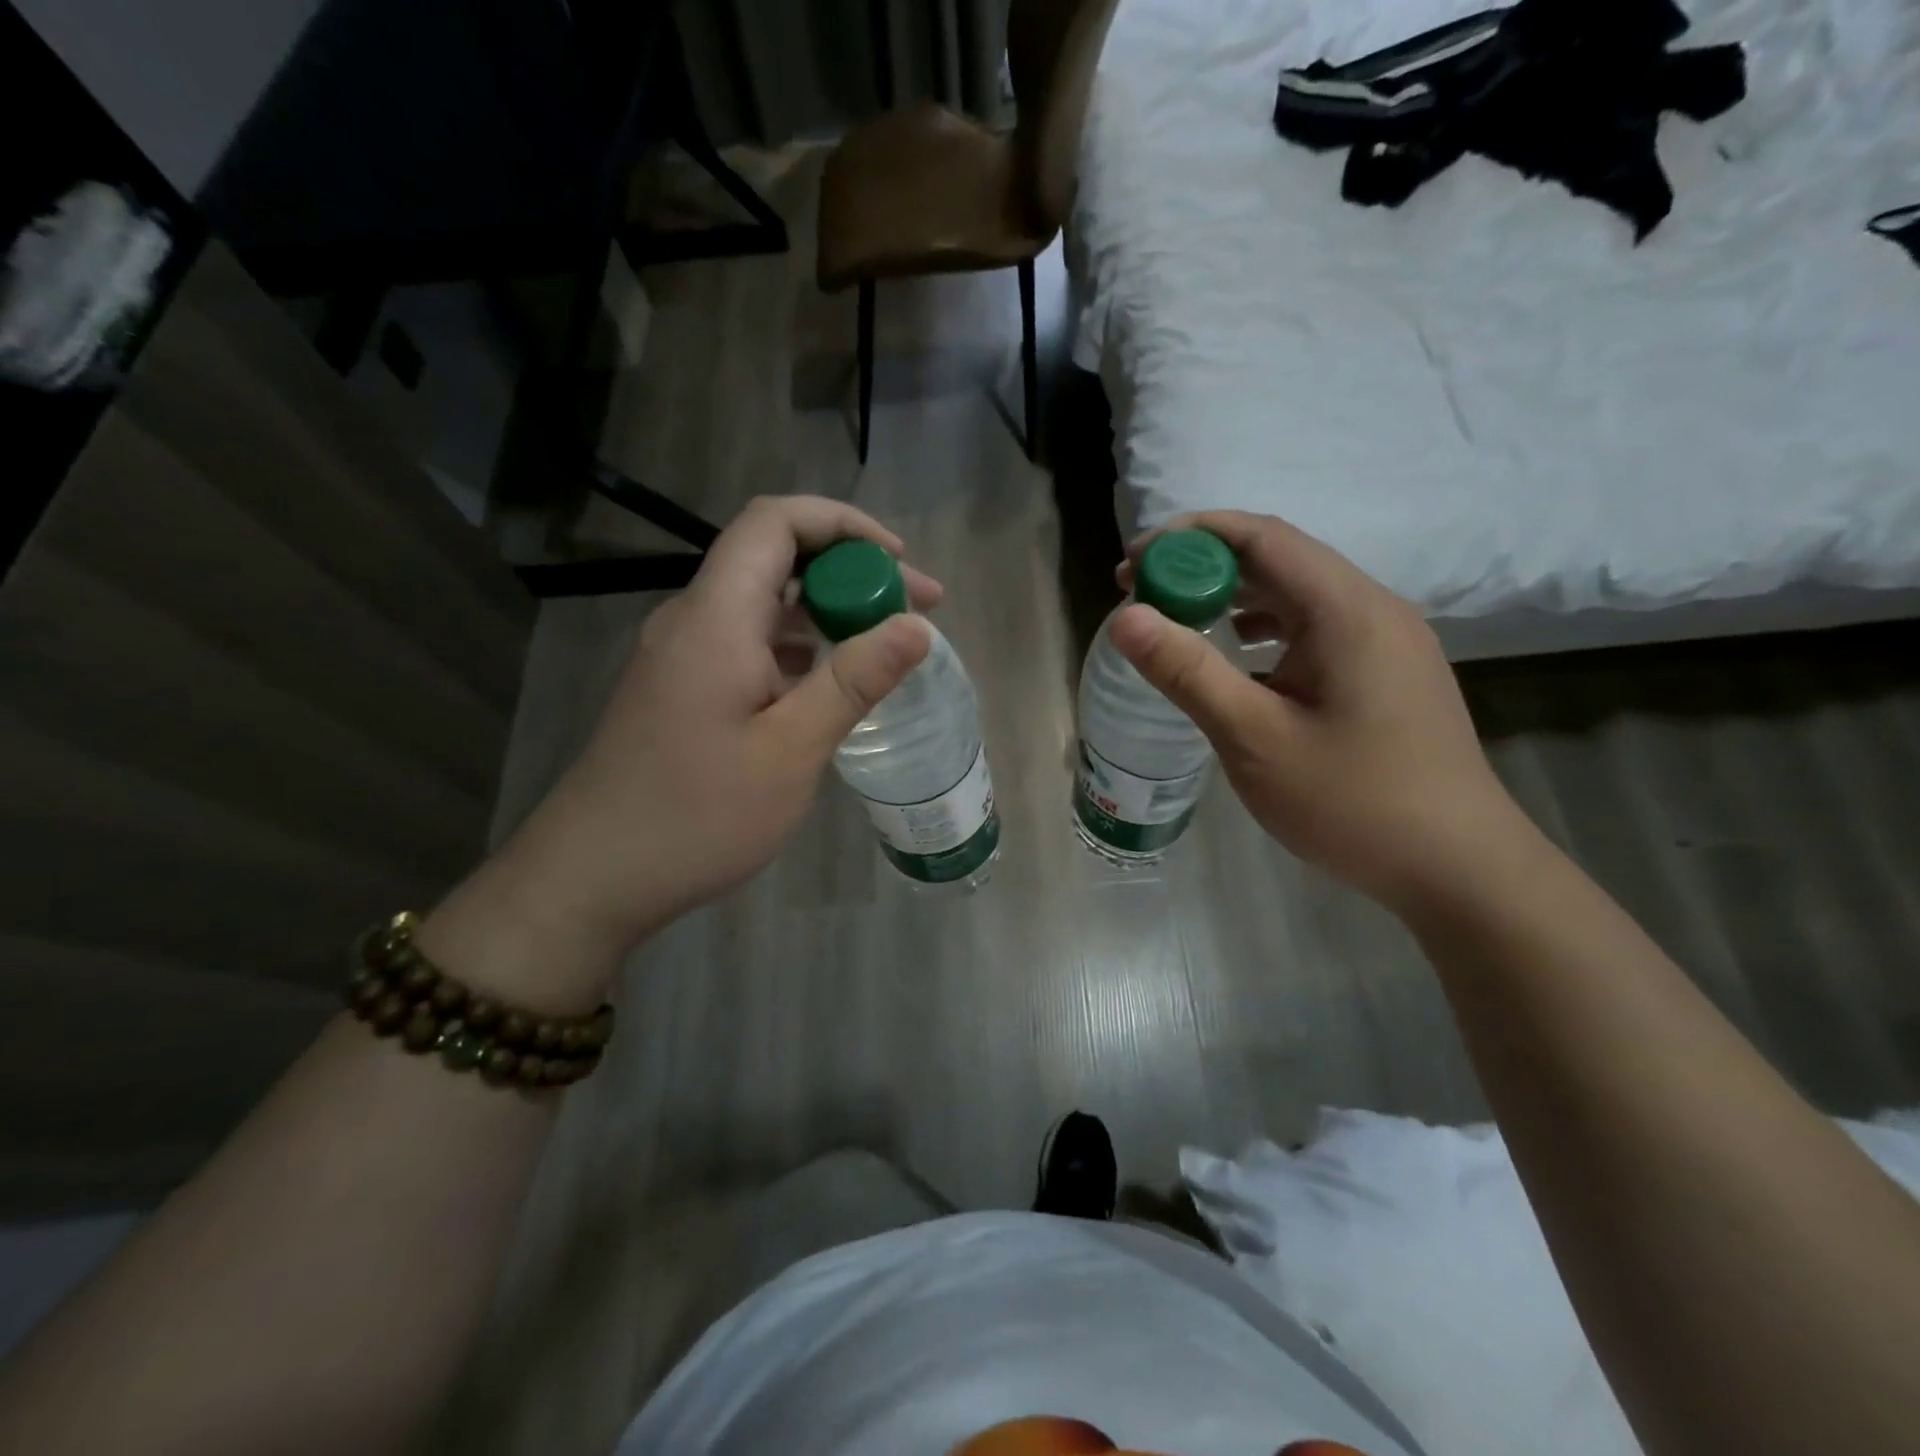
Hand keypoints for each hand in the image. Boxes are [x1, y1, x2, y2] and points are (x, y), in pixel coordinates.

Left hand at [422, 497, 937, 1011]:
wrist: (592, 876)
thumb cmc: (696, 815)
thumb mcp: (791, 750)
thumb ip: (854, 680)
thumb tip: (916, 625)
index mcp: (716, 617)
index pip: (775, 521)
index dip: (843, 524)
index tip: (900, 564)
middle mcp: (694, 620)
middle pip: (775, 558)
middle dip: (851, 571)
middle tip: (919, 610)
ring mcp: (684, 656)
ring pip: (764, 605)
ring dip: (828, 612)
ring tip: (889, 645)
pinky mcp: (683, 689)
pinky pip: (750, 644)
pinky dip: (800, 649)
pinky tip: (833, 685)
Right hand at [1111, 510, 1532, 913]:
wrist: (1457, 867)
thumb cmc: (1352, 802)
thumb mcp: (1254, 738)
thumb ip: (1188, 671)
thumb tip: (1125, 617)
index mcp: (1345, 610)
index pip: (1260, 537)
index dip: (1189, 537)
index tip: (1132, 567)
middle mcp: (1371, 608)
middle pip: (1278, 559)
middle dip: (1204, 567)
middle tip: (1142, 596)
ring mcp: (1384, 641)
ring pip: (1297, 594)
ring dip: (1233, 597)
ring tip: (1179, 622)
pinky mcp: (1385, 672)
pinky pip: (1315, 628)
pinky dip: (1264, 629)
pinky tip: (1238, 660)